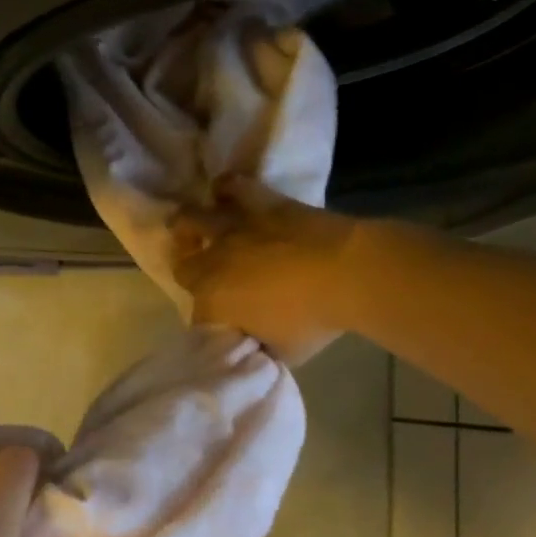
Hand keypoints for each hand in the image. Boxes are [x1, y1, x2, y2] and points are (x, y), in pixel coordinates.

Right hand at [171, 177, 357, 364]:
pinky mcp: (259, 203)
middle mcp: (213, 262)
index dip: (209, 320)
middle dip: (190, 273)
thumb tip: (254, 340)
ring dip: (188, 227)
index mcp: (213, 301)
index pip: (197, 315)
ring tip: (194, 230)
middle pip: (184, 267)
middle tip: (204, 278)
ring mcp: (233, 228)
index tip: (225, 324)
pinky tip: (223, 193)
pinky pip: (233, 186)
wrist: (350, 273)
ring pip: (191, 219)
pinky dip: (225, 190)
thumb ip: (259, 344)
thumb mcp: (283, 350)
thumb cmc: (315, 319)